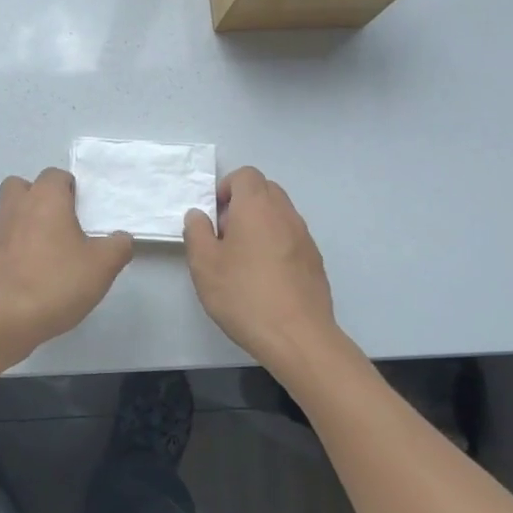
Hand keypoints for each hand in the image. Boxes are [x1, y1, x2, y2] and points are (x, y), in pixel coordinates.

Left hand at [0, 169, 133, 351]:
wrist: (9, 316)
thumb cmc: (58, 280)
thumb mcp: (103, 265)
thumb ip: (118, 246)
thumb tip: (121, 239)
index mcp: (45, 198)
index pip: (55, 175)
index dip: (70, 188)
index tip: (83, 210)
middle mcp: (18, 206)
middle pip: (22, 185)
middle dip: (39, 196)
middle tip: (60, 220)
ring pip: (10, 210)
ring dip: (25, 219)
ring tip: (48, 245)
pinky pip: (5, 238)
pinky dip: (17, 245)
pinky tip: (34, 268)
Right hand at [183, 167, 343, 372]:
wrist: (298, 337)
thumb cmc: (244, 295)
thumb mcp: (204, 264)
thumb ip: (197, 232)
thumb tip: (199, 215)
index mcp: (257, 207)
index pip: (245, 175)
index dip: (226, 188)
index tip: (214, 216)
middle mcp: (285, 214)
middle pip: (265, 190)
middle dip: (243, 204)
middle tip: (225, 236)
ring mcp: (305, 238)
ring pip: (280, 215)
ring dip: (260, 225)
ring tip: (243, 260)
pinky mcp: (315, 262)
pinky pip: (291, 239)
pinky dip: (276, 245)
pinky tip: (264, 279)